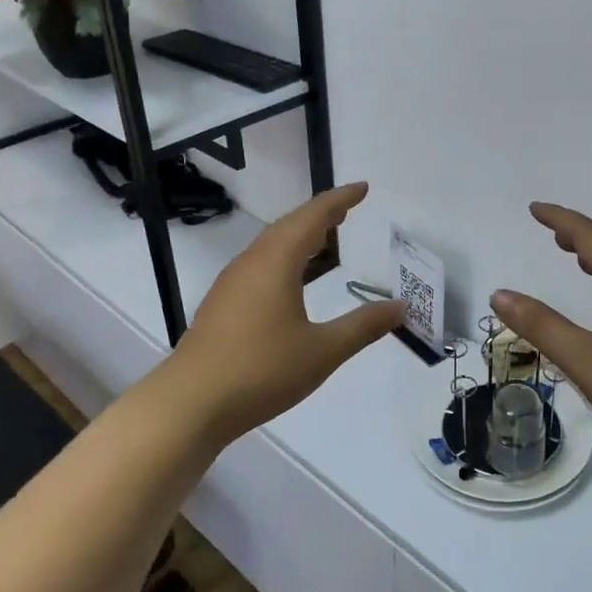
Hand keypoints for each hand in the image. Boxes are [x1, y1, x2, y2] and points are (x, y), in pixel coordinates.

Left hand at [168, 183, 404, 445]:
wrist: (190, 403)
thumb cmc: (261, 371)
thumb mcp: (323, 351)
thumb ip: (363, 326)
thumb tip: (401, 306)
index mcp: (276, 262)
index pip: (312, 217)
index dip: (339, 200)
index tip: (362, 188)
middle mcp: (251, 263)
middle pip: (289, 225)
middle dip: (320, 214)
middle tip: (347, 210)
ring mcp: (232, 283)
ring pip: (271, 245)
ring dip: (299, 235)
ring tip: (324, 238)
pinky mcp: (222, 304)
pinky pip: (259, 264)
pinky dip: (284, 257)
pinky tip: (291, 280)